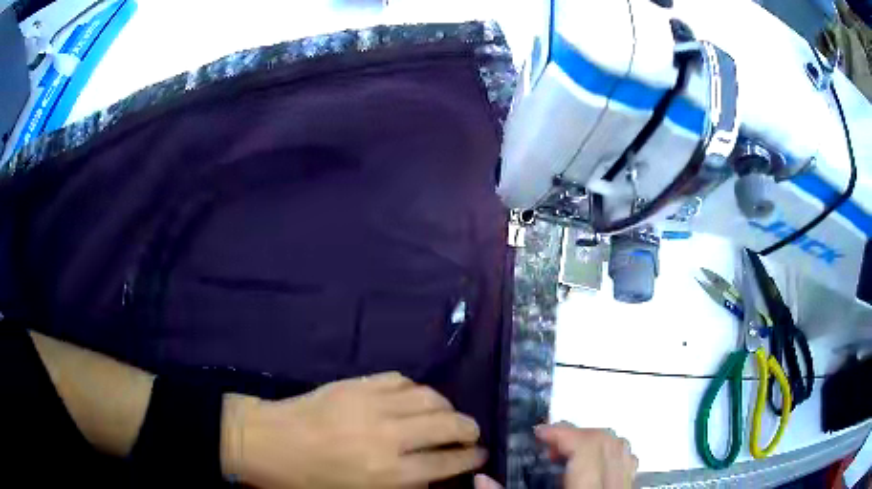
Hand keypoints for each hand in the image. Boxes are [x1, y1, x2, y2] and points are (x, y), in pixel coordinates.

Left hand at [222, 372, 485, 487]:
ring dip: (445, 406)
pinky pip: (400, 380)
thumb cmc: (310, 480)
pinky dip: (415, 390)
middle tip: (470, 434)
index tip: (481, 454)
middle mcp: (388, 436)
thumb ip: (404, 485)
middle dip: (469, 429)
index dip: (471, 458)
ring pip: (430, 396)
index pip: (447, 462)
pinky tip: (412, 399)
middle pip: (448, 424)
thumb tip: (434, 473)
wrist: (268, 441)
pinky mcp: (356, 383)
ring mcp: (372, 404)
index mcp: (388, 472)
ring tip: (445, 415)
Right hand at [474, 422, 637, 488]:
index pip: (587, 448)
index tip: (537, 433)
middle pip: (606, 441)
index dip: (562, 433)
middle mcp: (614, 486)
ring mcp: (626, 487)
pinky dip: (608, 452)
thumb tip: (480, 479)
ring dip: (592, 441)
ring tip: (566, 454)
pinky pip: (627, 460)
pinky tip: (589, 465)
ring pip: (620, 447)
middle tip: (547, 445)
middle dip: (575, 434)